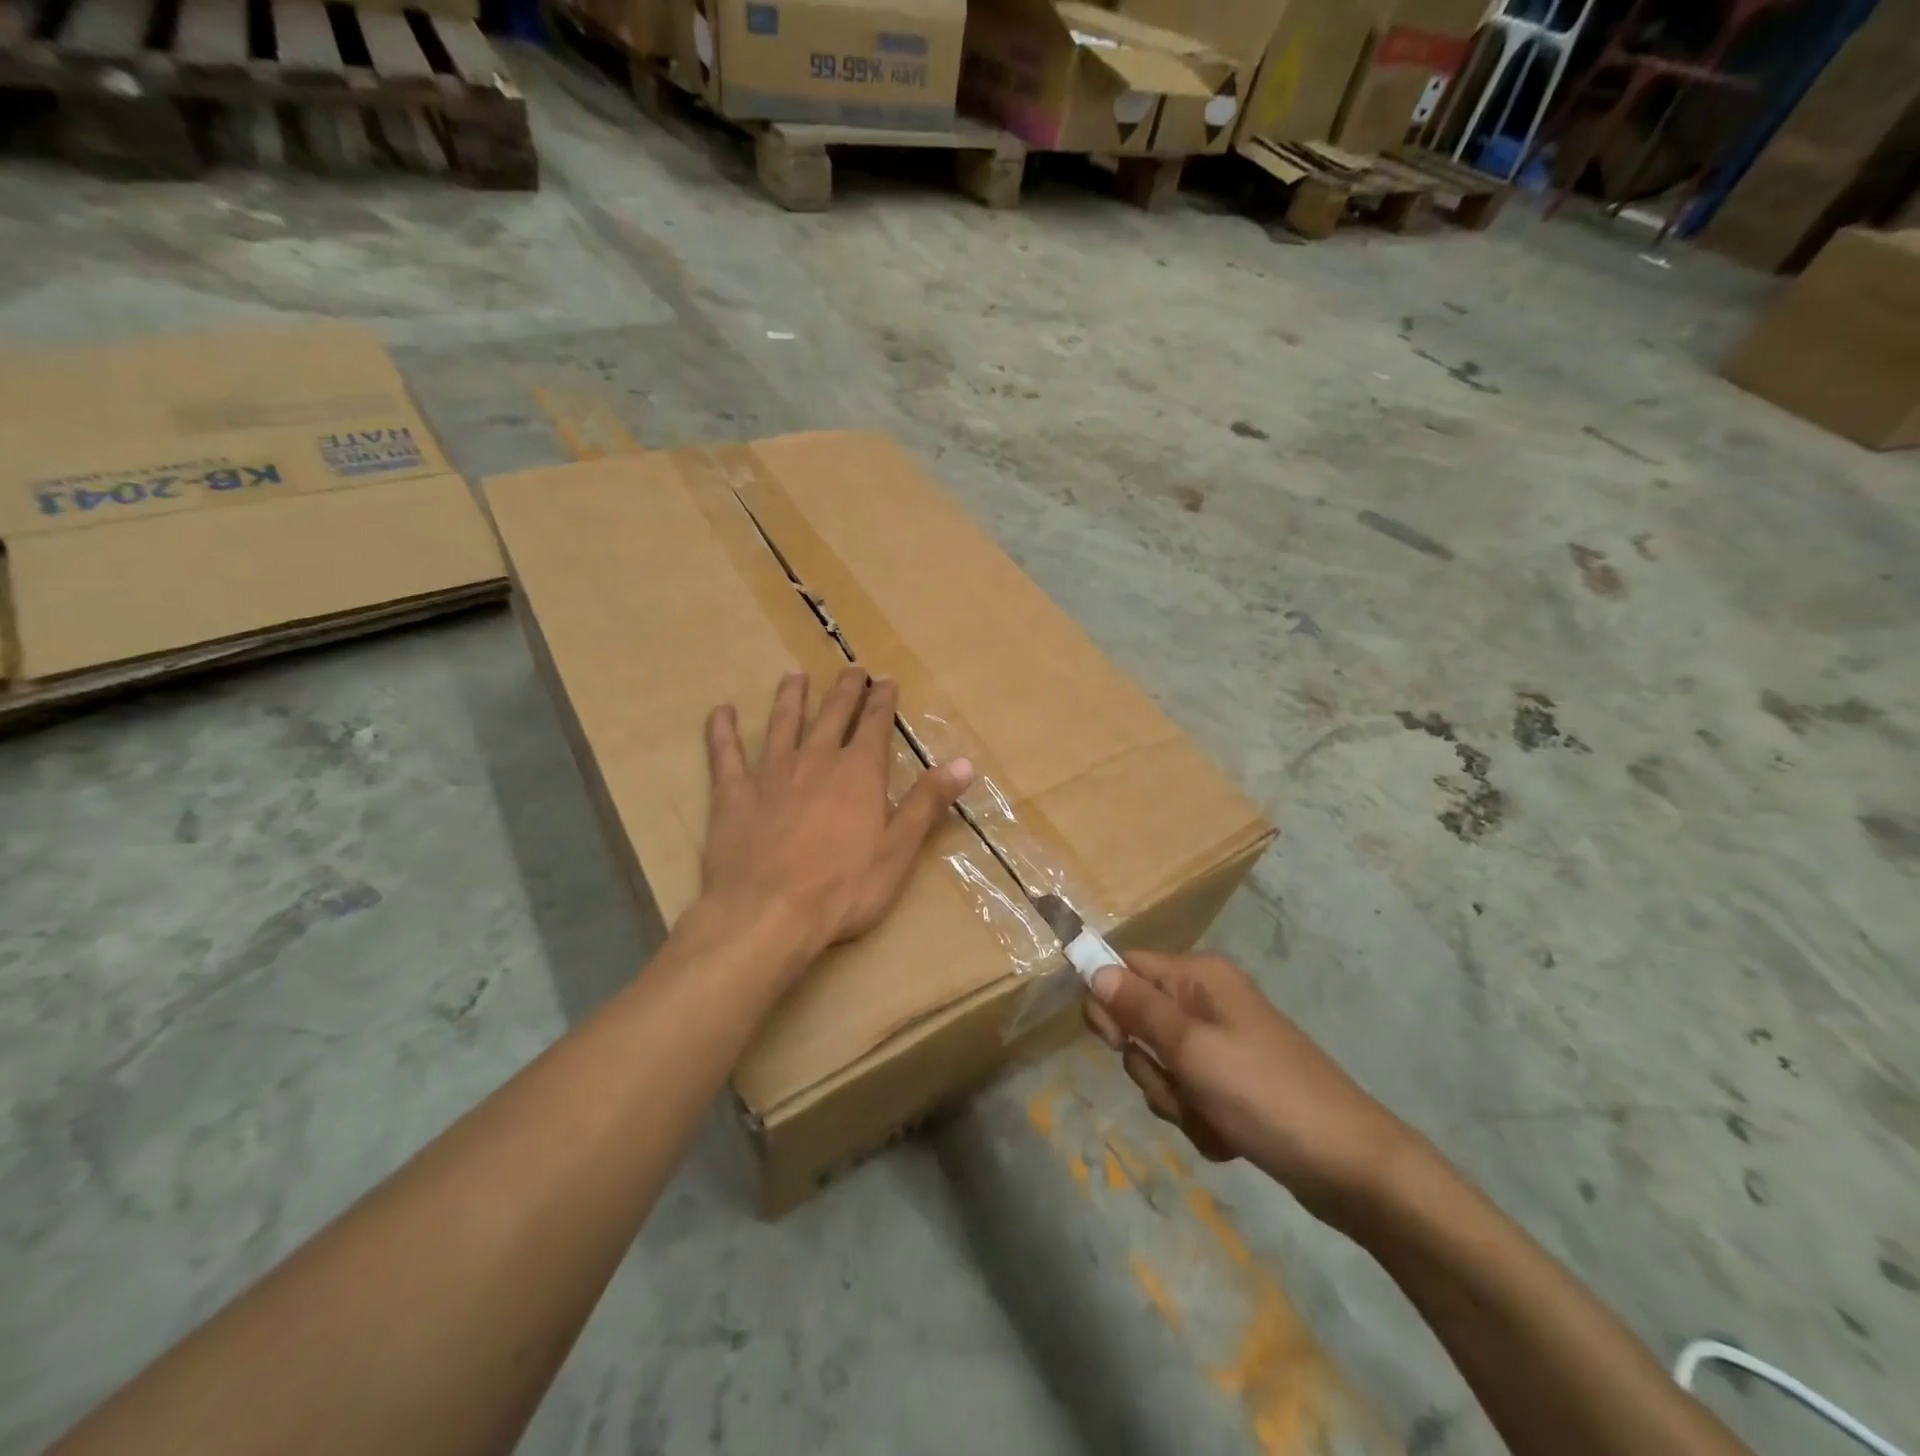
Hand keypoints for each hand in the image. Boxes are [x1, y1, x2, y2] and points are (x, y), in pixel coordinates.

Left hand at [703, 668, 973, 966]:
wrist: (768, 913)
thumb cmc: (844, 887)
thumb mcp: (899, 849)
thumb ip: (928, 802)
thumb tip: (964, 763)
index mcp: (858, 772)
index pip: (875, 725)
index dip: (882, 701)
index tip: (887, 681)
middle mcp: (816, 760)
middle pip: (832, 715)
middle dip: (845, 690)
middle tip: (851, 670)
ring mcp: (771, 774)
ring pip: (782, 723)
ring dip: (790, 698)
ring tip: (794, 676)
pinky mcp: (734, 794)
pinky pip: (726, 754)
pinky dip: (723, 730)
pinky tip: (721, 711)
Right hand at [1083, 950, 1415, 1218]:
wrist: (1348, 1165)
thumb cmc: (1264, 1095)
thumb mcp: (1192, 1049)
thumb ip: (1138, 1008)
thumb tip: (1094, 969)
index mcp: (1199, 977)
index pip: (1126, 967)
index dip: (1108, 1001)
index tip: (1113, 1041)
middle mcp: (1205, 1000)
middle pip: (1138, 1021)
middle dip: (1150, 1063)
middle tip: (1179, 1085)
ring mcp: (1219, 1043)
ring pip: (1159, 1065)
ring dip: (1174, 1098)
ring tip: (1211, 1116)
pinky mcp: (1230, 1082)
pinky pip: (1186, 1093)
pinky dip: (1197, 1117)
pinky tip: (1228, 1134)